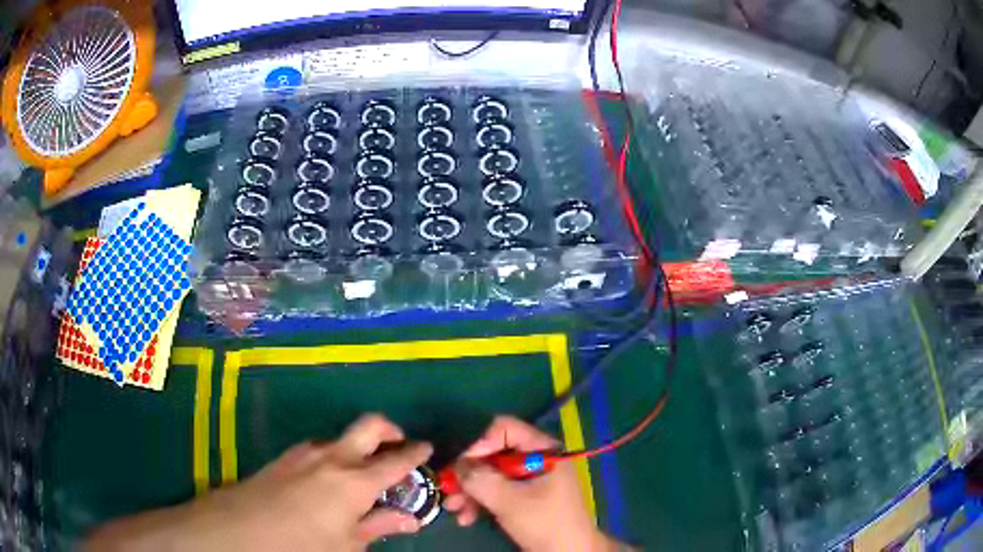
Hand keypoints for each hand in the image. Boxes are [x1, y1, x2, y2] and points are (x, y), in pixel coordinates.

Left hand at [85, 414, 431, 551]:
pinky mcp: (285, 458)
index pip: (397, 460)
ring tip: (363, 475)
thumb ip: (379, 527)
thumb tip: (410, 520)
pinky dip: (333, 456)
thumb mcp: (347, 545)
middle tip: (400, 445)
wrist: (239, 531)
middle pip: (369, 425)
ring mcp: (305, 453)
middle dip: (390, 430)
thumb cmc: (301, 545)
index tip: (429, 451)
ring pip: (341, 437)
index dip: (416, 453)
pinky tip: (328, 482)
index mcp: (354, 480)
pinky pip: (318, 448)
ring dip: (358, 447)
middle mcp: (332, 456)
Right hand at [443, 416, 618, 551]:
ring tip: (453, 509)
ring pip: (491, 475)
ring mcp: (529, 479)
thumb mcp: (510, 501)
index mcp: (542, 450)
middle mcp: (535, 459)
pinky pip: (496, 491)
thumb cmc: (545, 523)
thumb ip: (481, 479)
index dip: (479, 443)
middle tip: (448, 490)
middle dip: (468, 474)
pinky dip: (479, 502)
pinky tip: (467, 518)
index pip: (505, 429)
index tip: (460, 464)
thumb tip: (457, 465)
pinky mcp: (523, 498)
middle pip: (493, 454)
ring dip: (469, 491)